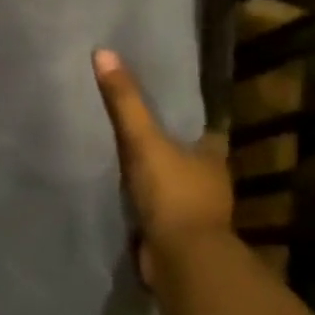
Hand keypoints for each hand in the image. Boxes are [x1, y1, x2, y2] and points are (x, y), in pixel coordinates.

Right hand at [92, 49, 233, 283]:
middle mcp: (209, 181)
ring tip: (117, 153)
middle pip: (184, 154)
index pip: (199, 127)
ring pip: (170, 182)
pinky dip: (141, 201)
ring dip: (151, 174)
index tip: (158, 102)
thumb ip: (124, 101)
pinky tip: (118, 191)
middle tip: (130, 123)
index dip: (180, 115)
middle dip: (163, 144)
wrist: (181, 262)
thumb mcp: (144, 139)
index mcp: (211, 155)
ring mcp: (193, 211)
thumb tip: (103, 52)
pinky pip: (155, 208)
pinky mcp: (174, 234)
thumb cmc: (172, 194)